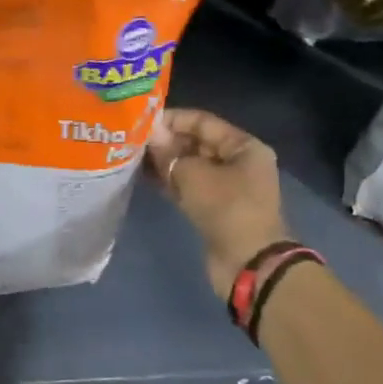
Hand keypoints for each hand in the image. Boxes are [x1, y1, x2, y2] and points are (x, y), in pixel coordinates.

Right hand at [147, 108, 291, 300]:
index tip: (143, 120)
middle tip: (134, 139)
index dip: (173, 119)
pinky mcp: (215, 209)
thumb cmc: (227, 208)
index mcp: (244, 147)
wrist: (249, 264)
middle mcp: (238, 163)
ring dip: (166, 162)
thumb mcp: (194, 175)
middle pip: (197, 143)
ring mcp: (227, 188)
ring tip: (134, 156)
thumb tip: (152, 136)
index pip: (204, 122)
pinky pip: (189, 187)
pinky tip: (145, 177)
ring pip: (191, 167)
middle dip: (167, 141)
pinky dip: (170, 182)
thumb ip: (170, 153)